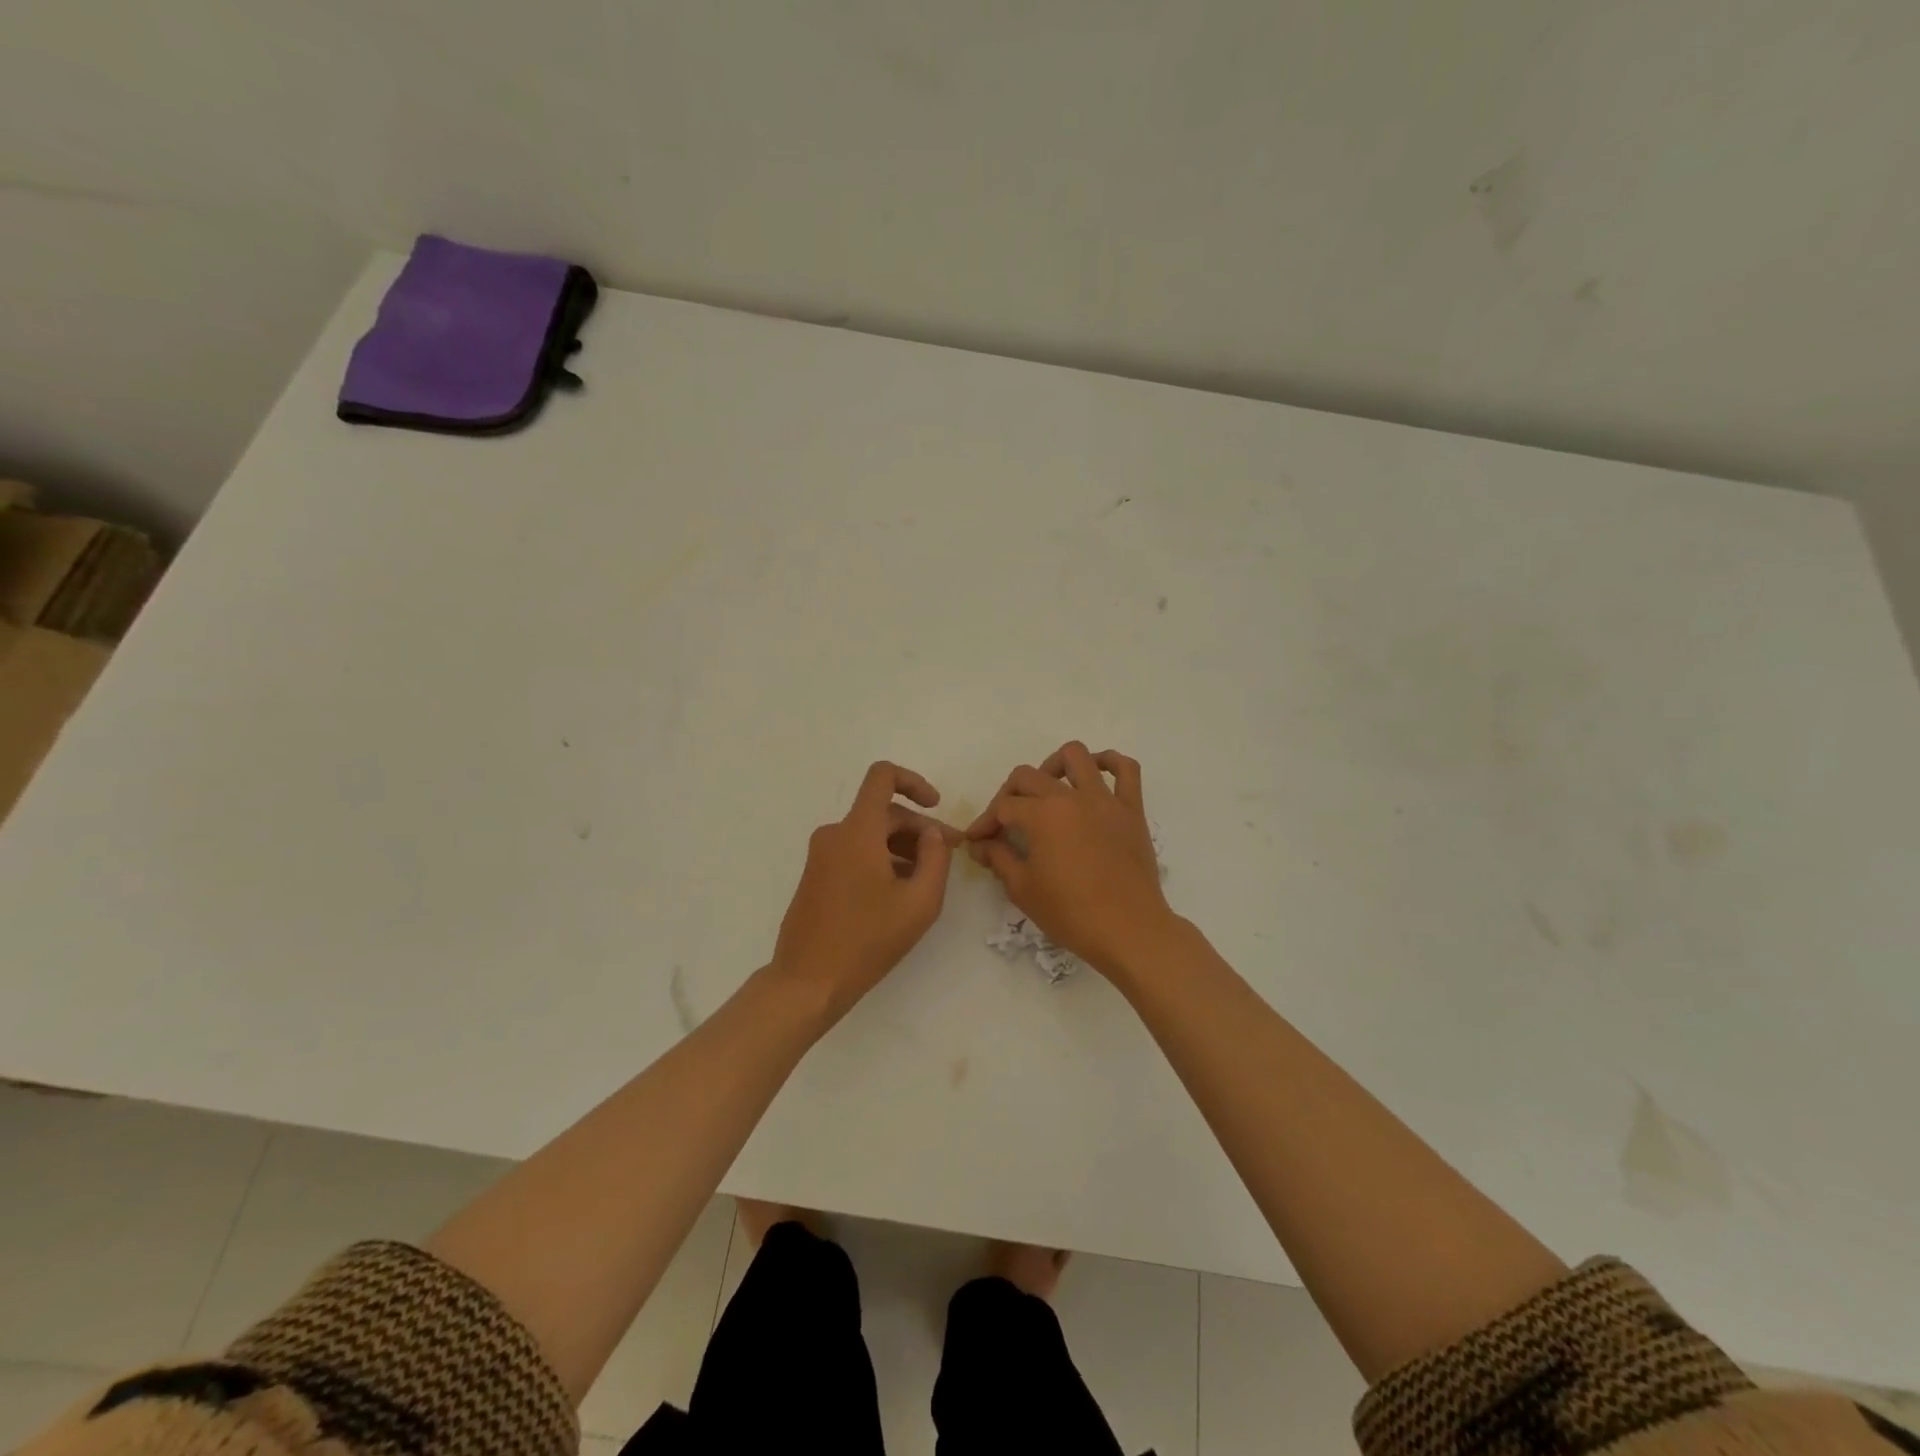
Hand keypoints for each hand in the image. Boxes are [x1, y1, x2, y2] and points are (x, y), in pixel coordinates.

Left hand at [772, 761, 959, 1017]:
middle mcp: (835, 833)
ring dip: (901, 847)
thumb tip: (932, 833)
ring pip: (870, 835)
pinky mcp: (815, 875)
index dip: (913, 781)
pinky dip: (880, 860)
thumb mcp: (919, 902)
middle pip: (883, 812)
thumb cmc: (867, 940)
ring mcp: (821, 855)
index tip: (935, 806)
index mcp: (857, 830)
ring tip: (926, 880)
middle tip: (949, 856)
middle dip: (918, 829)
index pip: (882, 777)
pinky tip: (898, 892)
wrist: (808, 981)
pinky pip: (854, 852)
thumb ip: (936, 859)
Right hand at [965, 742, 1172, 976]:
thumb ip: (998, 858)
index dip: (984, 824)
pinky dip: (1110, 763)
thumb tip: (981, 844)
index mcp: (1041, 815)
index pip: (1002, 807)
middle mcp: (1071, 797)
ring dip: (1053, 765)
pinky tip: (1097, 775)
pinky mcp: (1132, 810)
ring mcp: (1104, 799)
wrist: (1128, 930)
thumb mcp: (1022, 889)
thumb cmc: (1070, 913)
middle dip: (1008, 795)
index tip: (977, 842)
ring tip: (1047, 789)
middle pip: (1028, 777)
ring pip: (1076, 756)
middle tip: (1005, 822)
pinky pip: (1127, 770)